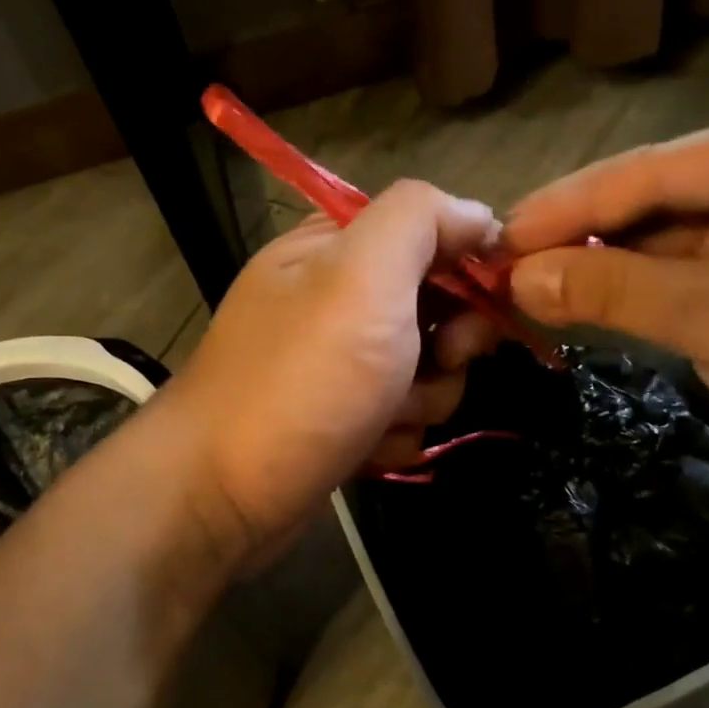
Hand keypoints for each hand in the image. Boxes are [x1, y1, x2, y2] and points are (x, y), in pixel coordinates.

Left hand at [164, 181, 498, 561]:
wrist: (224, 495)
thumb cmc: (301, 378)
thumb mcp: (361, 276)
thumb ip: (419, 220)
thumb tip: (476, 213)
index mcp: (336, 248)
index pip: (430, 231)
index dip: (469, 262)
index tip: (484, 302)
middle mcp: (337, 299)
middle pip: (437, 307)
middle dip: (448, 343)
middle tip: (437, 361)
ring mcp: (338, 363)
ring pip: (428, 370)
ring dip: (422, 398)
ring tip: (382, 417)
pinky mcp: (342, 418)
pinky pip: (403, 417)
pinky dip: (395, 435)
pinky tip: (366, 448)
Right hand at [502, 104, 708, 506]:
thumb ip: (616, 288)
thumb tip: (517, 275)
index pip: (653, 170)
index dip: (569, 205)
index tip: (499, 236)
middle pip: (657, 196)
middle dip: (582, 232)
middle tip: (506, 263)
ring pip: (667, 233)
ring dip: (603, 260)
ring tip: (531, 282)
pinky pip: (688, 266)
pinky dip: (637, 285)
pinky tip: (586, 297)